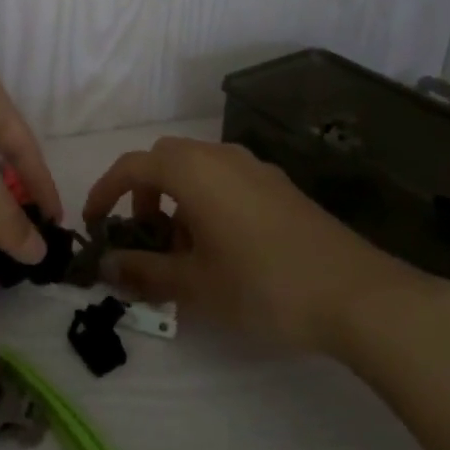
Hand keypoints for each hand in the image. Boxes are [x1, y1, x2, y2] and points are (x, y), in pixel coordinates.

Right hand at [81, 136, 449, 355]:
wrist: (355, 293)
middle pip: (165, 160)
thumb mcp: (194, 285)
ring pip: (198, 170)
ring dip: (177, 200)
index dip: (104, 191)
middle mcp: (221, 156)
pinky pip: (227, 180)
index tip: (93, 224)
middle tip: (143, 238)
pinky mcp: (279, 186)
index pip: (132, 166)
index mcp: (193, 170)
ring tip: (183, 252)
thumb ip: (143, 271)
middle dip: (143, 194)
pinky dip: (207, 202)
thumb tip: (105, 265)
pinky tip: (222, 249)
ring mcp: (255, 168)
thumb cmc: (262, 285)